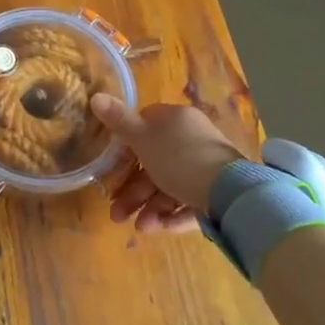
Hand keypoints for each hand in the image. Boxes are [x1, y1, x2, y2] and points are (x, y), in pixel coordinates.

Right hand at [91, 95, 245, 234]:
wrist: (229, 192)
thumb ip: (118, 120)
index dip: (126, 146)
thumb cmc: (178, 158)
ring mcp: (206, 166)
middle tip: (116, 213)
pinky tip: (161, 228)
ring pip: (170, 186)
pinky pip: (189, 201)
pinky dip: (173, 214)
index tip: (112, 167)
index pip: (146, 126)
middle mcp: (192, 139)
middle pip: (155, 163)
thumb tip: (95, 96)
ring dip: (150, 207)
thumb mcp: (142, 138)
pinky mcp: (217, 192)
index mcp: (175, 120)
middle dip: (133, 190)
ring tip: (140, 228)